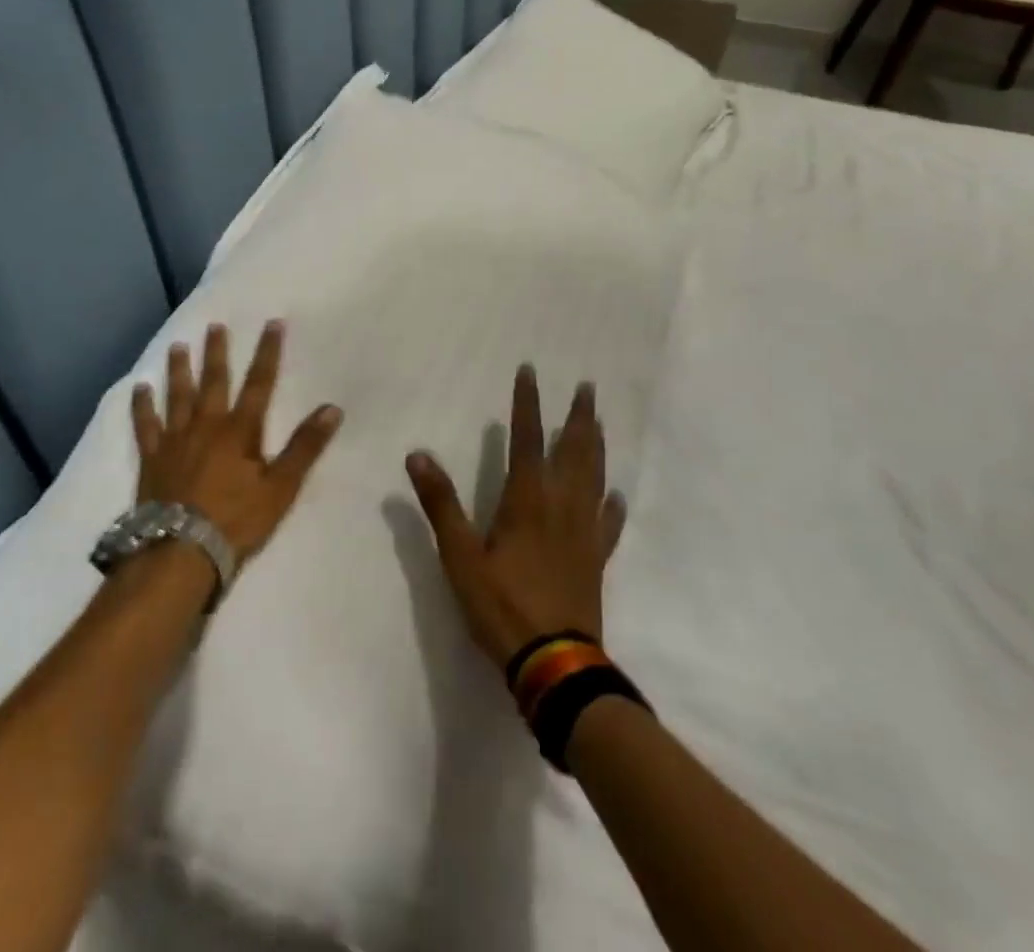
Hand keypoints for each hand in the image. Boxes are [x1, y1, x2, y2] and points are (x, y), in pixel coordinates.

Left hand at [131, 321, 342, 566]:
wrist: (180, 551)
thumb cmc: (235, 520)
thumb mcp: (280, 487)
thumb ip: (305, 447)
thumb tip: (333, 409)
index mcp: (240, 431)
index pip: (259, 383)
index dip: (268, 352)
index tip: (272, 324)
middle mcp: (206, 425)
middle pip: (213, 381)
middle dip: (217, 352)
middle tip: (215, 325)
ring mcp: (175, 440)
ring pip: (177, 395)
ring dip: (179, 370)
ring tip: (177, 345)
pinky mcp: (152, 458)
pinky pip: (145, 425)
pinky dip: (142, 405)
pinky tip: (139, 388)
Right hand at [406, 366, 626, 668]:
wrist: (554, 661)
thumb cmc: (501, 605)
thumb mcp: (459, 555)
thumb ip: (440, 503)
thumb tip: (418, 455)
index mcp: (527, 499)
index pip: (527, 438)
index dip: (527, 403)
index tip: (530, 372)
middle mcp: (560, 505)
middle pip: (573, 450)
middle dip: (578, 416)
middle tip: (587, 387)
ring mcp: (583, 532)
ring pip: (594, 477)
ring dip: (596, 446)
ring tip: (598, 422)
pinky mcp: (596, 559)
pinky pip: (608, 524)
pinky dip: (612, 505)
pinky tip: (616, 495)